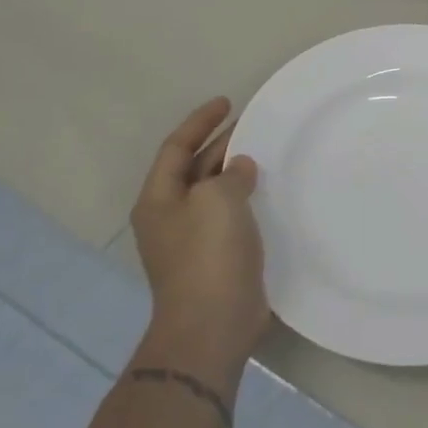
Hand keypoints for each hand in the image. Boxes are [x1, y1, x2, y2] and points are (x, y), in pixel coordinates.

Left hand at [130, 97, 268, 372]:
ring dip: (236, 171)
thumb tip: (240, 168)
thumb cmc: (208, 255)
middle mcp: (170, 216)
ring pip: (214, 192)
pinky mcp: (216, 258)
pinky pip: (230, 215)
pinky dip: (246, 198)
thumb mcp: (217, 199)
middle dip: (221, 144)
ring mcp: (192, 240)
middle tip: (254, 124)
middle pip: (194, 168)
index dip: (200, 121)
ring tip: (265, 153)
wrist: (212, 324)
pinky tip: (269, 192)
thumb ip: (230, 174)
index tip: (227, 102)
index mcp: (158, 199)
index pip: (176, 147)